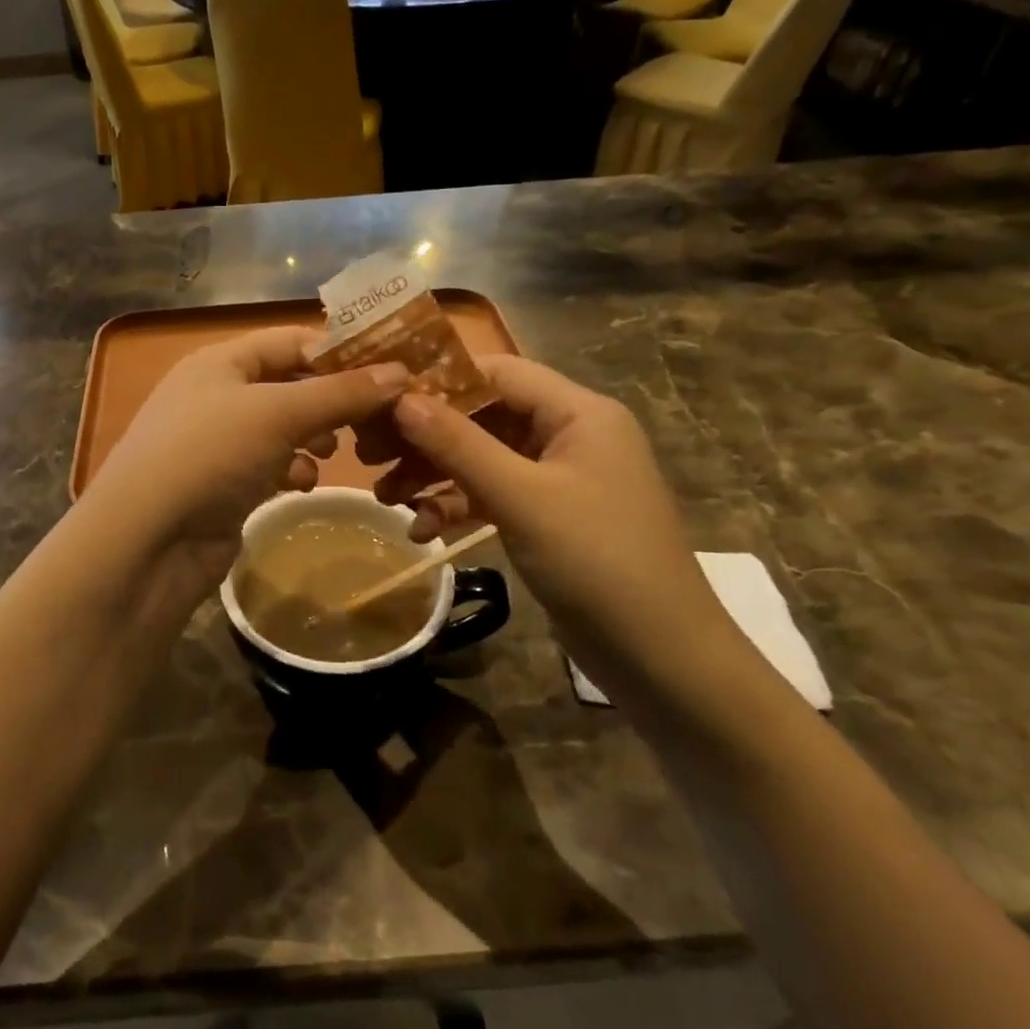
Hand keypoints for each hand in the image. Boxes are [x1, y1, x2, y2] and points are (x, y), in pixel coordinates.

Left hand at [83, 326, 409, 600]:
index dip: (340, 352)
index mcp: (222, 361)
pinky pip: (270, 465)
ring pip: (283, 427)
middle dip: (331, 400)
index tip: (390, 371)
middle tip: (375, 418)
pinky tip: (303, 485)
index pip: (291, 340)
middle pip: (290, 384)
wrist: (148, 540)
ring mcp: (218, 442)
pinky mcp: (223, 484)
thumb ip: (340, 393)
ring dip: (314, 437)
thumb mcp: (279, 413)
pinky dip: (292, 470)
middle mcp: (218, 394)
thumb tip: (400, 373)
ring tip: (339, 451)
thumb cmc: (211, 454)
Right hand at [376, 356, 727, 652]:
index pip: (498, 372)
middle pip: (484, 416)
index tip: (382, 396)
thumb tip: (400, 399)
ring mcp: (559, 479)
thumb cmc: (596, 560)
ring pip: (483, 458)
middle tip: (369, 451)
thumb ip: (458, 444)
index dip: (439, 379)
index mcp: (578, 413)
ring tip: (385, 497)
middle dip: (427, 435)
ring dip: (435, 475)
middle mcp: (570, 435)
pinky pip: (493, 495)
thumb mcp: (520, 497)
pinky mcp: (548, 517)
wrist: (660, 656)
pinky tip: (421, 531)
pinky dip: (457, 507)